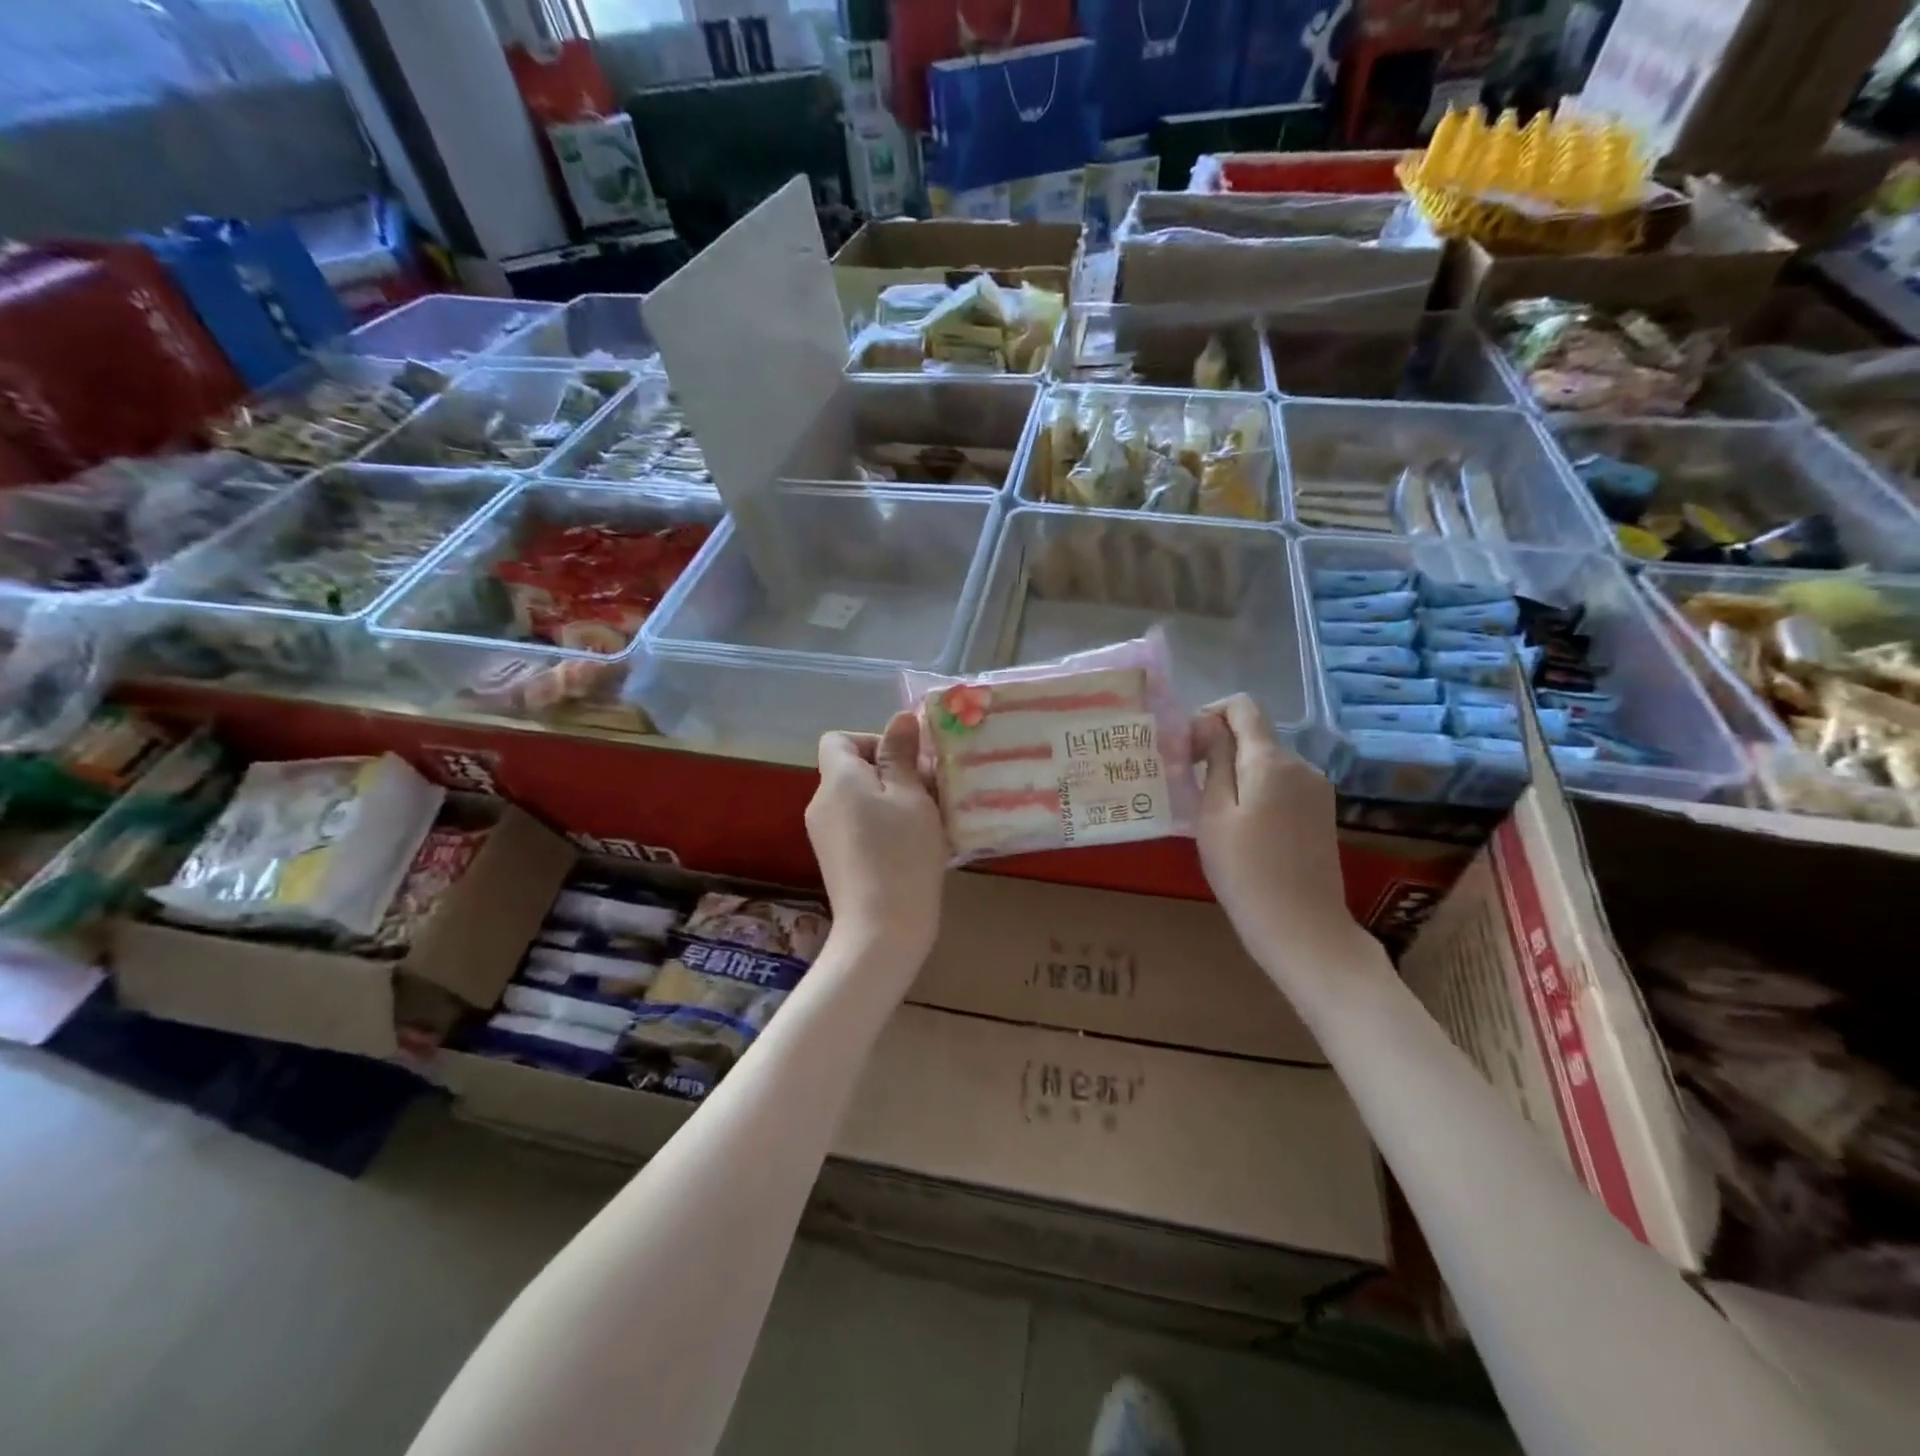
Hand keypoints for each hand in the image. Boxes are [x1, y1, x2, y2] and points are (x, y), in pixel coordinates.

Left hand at [807, 711, 947, 964]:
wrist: (882, 929)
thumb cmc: (902, 855)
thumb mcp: (912, 797)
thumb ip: (902, 755)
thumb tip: (901, 718)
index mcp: (838, 779)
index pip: (839, 739)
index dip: (873, 741)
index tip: (908, 762)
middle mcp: (821, 802)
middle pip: (851, 769)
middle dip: (891, 772)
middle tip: (929, 791)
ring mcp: (824, 834)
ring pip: (858, 799)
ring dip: (890, 800)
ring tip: (926, 820)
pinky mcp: (834, 860)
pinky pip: (857, 826)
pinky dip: (881, 826)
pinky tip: (911, 847)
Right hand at [1193, 695, 1359, 955]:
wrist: (1303, 929)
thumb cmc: (1245, 872)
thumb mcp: (1214, 813)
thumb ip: (1213, 760)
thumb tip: (1208, 722)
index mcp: (1272, 760)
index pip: (1243, 706)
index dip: (1209, 714)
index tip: (1186, 749)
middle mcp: (1301, 765)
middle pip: (1255, 734)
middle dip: (1219, 747)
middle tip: (1189, 785)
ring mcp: (1317, 789)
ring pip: (1267, 761)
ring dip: (1237, 772)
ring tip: (1212, 812)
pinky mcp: (1321, 813)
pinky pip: (1282, 784)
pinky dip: (1257, 791)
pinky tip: (1243, 828)